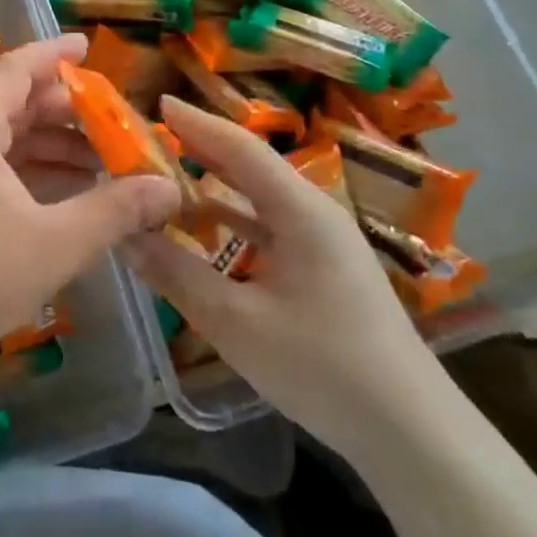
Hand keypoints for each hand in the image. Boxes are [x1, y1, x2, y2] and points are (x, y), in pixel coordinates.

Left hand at [0, 34, 180, 379]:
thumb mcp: (53, 244)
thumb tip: (168, 188)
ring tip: (104, 161)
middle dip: (66, 110)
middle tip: (115, 120)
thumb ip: (113, 211)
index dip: (54, 54)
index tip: (90, 46)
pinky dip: (32, 172)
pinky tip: (68, 194)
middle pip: (15, 104)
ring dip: (53, 145)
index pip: (16, 69)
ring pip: (6, 140)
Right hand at [125, 97, 441, 451]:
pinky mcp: (324, 269)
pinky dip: (233, 221)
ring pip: (258, 199)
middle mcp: (314, 213)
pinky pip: (269, 228)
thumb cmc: (323, 367)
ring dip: (214, 187)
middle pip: (249, 167)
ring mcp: (323, 242)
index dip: (197, 123)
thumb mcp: (236, 322)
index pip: (241, 148)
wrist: (412, 433)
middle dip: (200, 150)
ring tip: (165, 180)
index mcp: (301, 210)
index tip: (156, 103)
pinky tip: (203, 232)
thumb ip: (177, 272)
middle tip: (149, 141)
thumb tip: (124, 234)